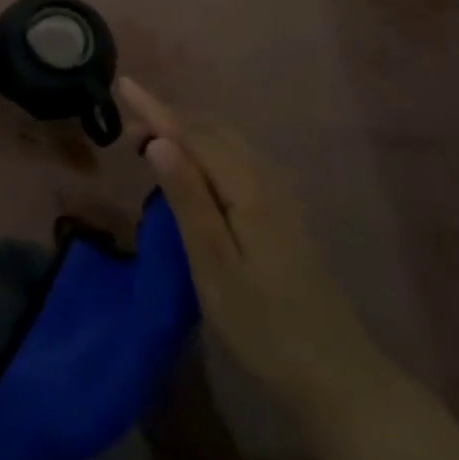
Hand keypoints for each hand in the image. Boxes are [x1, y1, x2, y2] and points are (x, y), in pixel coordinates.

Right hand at [121, 77, 388, 420]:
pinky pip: (238, 159)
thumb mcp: (214, 265)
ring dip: (188, 133)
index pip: (193, 133)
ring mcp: (280, 195)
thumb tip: (160, 141)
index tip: (122, 84)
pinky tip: (196, 171)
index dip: (156, 109)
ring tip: (153, 144)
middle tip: (128, 131)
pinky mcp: (283, 213)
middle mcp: (267, 179)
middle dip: (169, 120)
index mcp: (248, 188)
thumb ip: (188, 199)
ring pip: (227, 143)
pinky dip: (208, 150)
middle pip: (212, 130)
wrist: (336, 375)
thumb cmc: (265, 326)